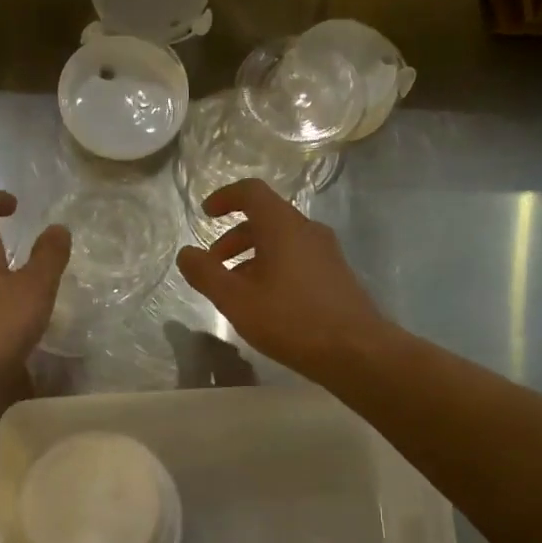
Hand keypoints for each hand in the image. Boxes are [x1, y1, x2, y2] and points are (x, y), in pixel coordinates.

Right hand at [175, 179, 389, 377]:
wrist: (355, 350)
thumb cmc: (291, 319)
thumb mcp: (236, 300)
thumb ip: (206, 274)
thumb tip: (186, 254)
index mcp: (282, 226)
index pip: (252, 192)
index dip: (225, 197)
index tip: (205, 213)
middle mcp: (307, 230)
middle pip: (265, 220)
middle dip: (233, 238)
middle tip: (213, 265)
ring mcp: (326, 253)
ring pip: (281, 243)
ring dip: (252, 257)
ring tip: (235, 290)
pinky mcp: (336, 276)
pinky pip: (297, 260)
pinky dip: (273, 269)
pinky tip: (266, 304)